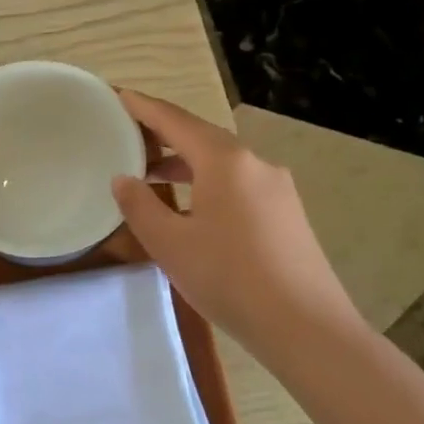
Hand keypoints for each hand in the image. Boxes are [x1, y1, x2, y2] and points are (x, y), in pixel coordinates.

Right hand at [110, 89, 366, 347]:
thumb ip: (140, 206)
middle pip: (200, 136)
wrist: (306, 327)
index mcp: (225, 161)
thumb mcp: (170, 243)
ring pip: (221, 161)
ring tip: (151, 173)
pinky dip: (207, 181)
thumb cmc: (229, 278)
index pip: (175, 120)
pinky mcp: (286, 213)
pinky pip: (238, 182)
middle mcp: (254, 163)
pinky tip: (191, 206)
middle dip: (163, 133)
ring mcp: (276, 188)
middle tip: (127, 134)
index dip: (143, 106)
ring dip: (185, 162)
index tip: (118, 95)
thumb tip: (123, 179)